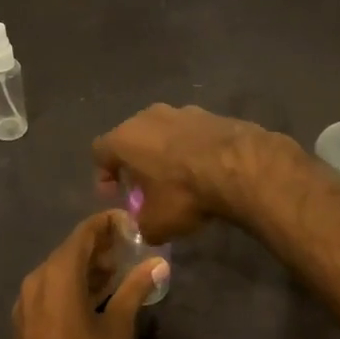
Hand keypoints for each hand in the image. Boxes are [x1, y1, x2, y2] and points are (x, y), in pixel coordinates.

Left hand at [9, 210, 166, 338]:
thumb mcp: (117, 329)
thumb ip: (135, 289)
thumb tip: (158, 263)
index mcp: (59, 273)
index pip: (84, 232)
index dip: (108, 224)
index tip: (131, 226)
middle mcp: (38, 277)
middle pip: (71, 249)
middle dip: (100, 247)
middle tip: (129, 251)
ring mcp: (27, 299)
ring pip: (59, 269)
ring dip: (86, 267)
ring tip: (117, 274)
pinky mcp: (24, 318)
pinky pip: (50, 288)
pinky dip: (72, 284)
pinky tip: (93, 298)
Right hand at [91, 104, 273, 242]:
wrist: (240, 166)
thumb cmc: (184, 193)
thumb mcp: (156, 224)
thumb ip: (142, 225)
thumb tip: (145, 227)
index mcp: (125, 139)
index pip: (99, 151)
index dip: (104, 174)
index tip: (115, 194)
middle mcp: (148, 117)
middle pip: (132, 137)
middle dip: (135, 162)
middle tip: (145, 187)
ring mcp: (181, 111)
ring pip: (162, 132)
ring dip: (164, 152)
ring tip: (178, 177)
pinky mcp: (211, 113)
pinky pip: (191, 133)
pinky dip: (191, 148)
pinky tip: (204, 169)